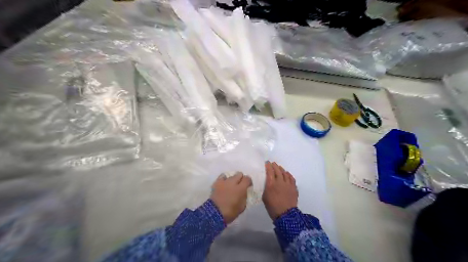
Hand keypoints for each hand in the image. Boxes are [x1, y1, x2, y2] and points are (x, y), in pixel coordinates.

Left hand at [210, 173, 251, 223]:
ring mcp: (224, 181)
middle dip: (241, 179)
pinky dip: (224, 179)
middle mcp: (233, 182)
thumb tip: (244, 192)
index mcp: (241, 188)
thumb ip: (244, 197)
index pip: (247, 178)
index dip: (249, 182)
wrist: (215, 213)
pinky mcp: (217, 182)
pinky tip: (224, 184)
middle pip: (239, 174)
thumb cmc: (230, 212)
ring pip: (231, 175)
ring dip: (233, 179)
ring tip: (231, 185)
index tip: (248, 186)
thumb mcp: (242, 206)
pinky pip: (222, 176)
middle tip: (240, 185)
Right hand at [261, 161, 297, 220]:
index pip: (270, 171)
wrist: (286, 215)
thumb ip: (266, 188)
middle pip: (278, 170)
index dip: (268, 166)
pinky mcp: (293, 187)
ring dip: (281, 169)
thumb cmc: (272, 207)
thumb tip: (267, 183)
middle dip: (274, 166)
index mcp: (271, 184)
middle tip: (272, 163)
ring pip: (285, 173)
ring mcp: (288, 184)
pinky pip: (291, 178)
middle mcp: (280, 182)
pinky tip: (287, 174)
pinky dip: (288, 174)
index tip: (267, 163)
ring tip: (279, 167)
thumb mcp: (264, 197)